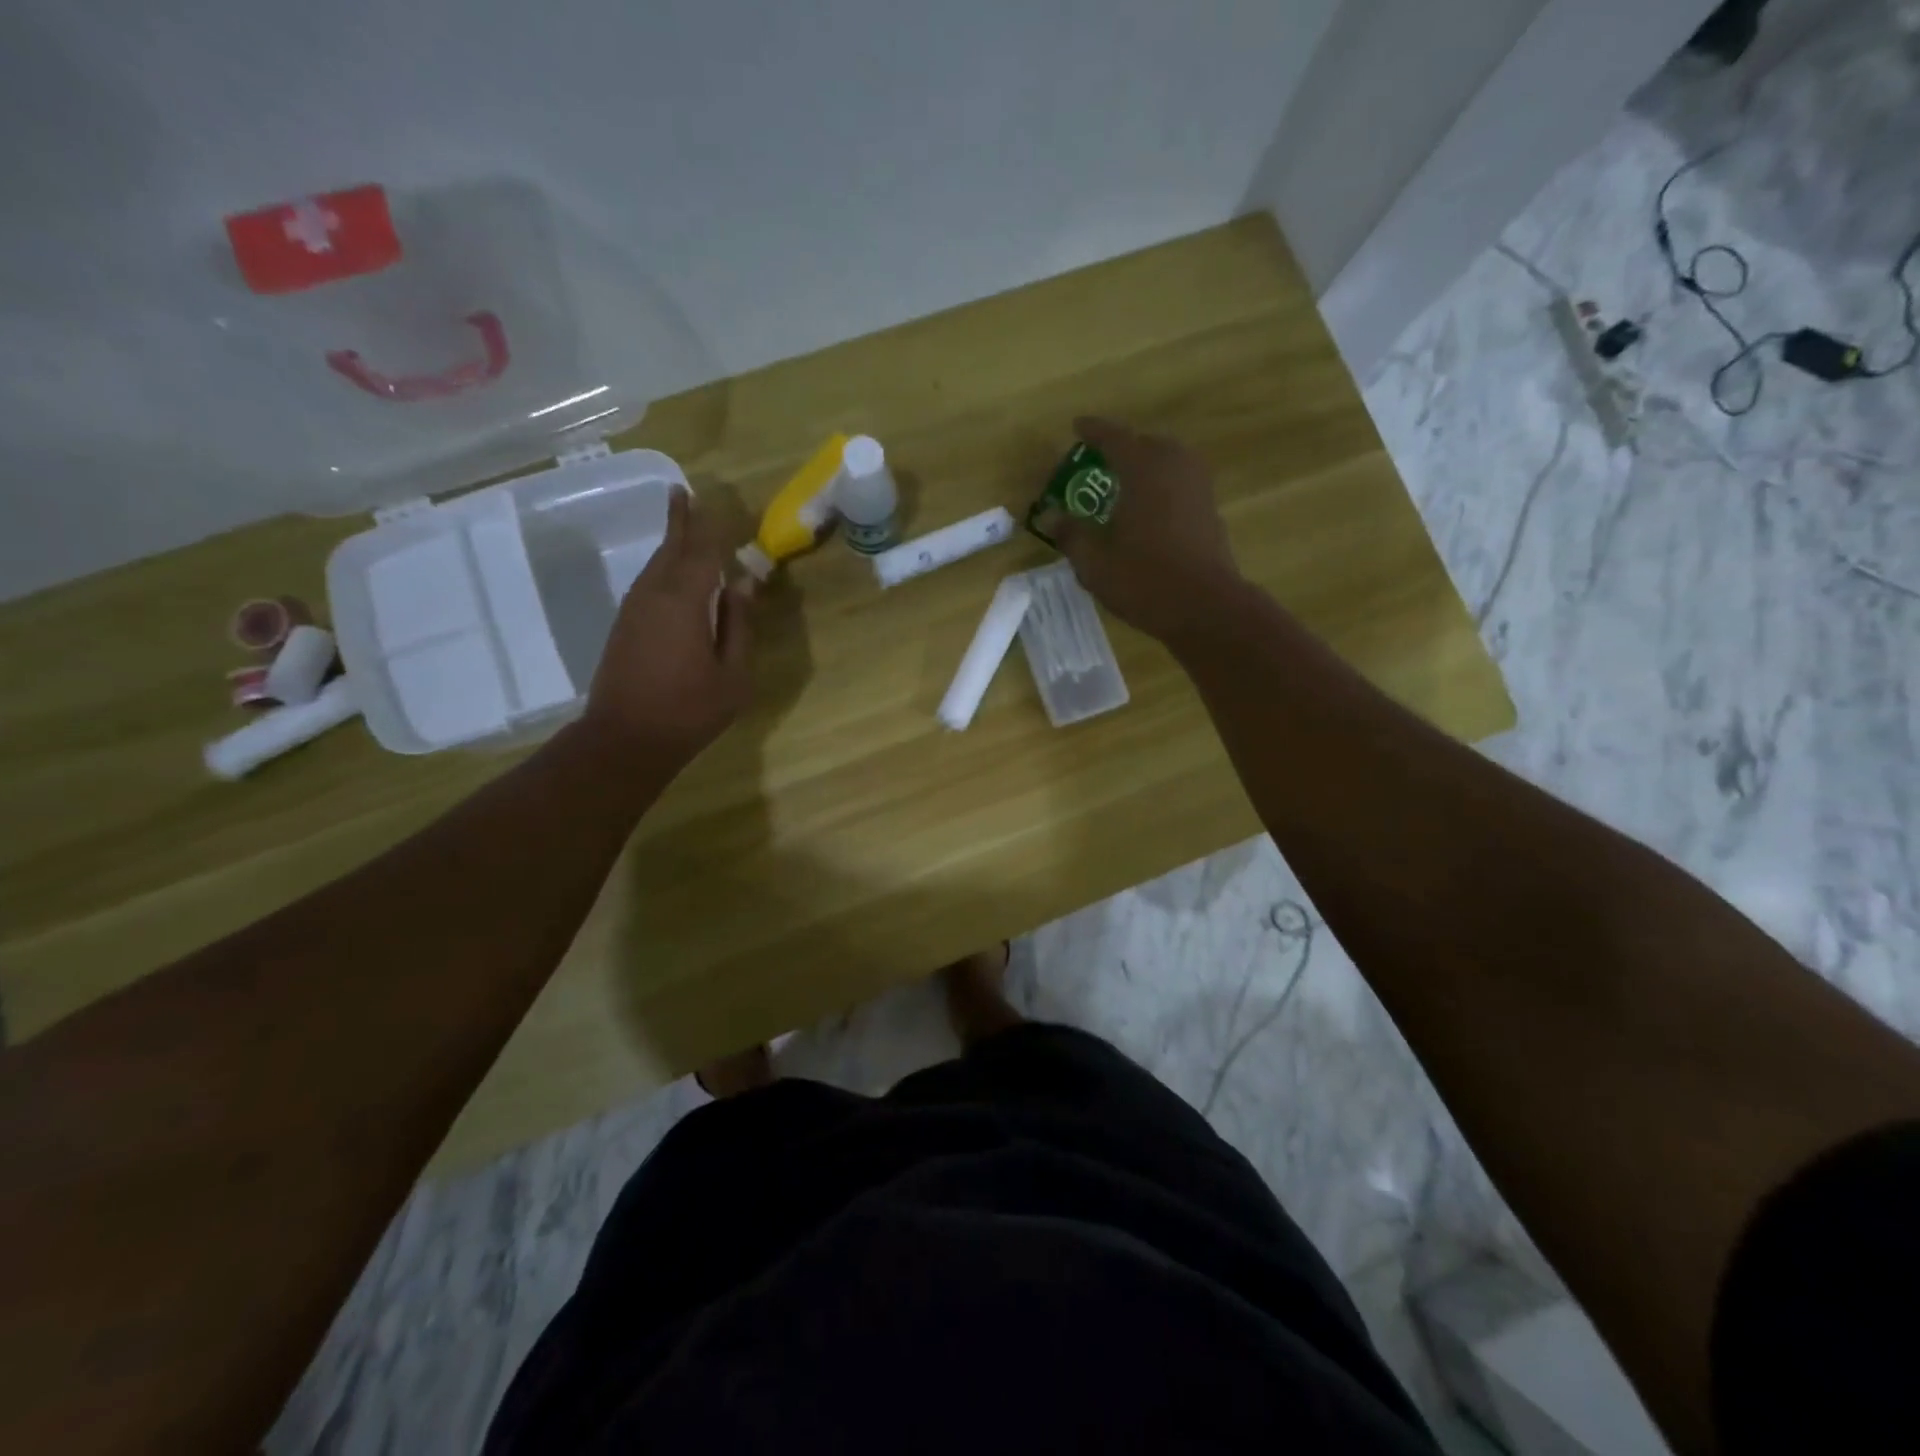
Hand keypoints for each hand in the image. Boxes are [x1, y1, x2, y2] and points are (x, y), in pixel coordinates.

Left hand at [581, 490, 753, 769]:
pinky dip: (664, 568)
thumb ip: (739, 626)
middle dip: (680, 521)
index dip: (711, 528)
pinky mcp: (625, 626)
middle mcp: (654, 595)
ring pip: (656, 565)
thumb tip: (742, 585)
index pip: (702, 552)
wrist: (625, 738)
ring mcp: (634, 609)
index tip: (716, 503)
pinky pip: (648, 583)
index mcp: (684, 601)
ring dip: (670, 544)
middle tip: (684, 493)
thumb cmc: (689, 709)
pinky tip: (674, 575)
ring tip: (682, 525)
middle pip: (671, 549)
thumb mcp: (733, 674)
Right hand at [1042, 417, 1243, 644]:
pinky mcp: (1210, 512)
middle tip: (1102, 460)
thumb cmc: (1144, 579)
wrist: (1205, 608)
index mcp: (1143, 469)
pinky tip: (1149, 510)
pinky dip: (1162, 487)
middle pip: (1147, 444)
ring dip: (1147, 466)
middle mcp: (1175, 467)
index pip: (1114, 438)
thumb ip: (1071, 534)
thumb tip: (1049, 516)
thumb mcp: (1095, 561)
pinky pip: (1181, 484)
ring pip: (1169, 462)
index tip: (1078, 426)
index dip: (1094, 431)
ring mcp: (1198, 488)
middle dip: (1124, 448)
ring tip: (1126, 484)